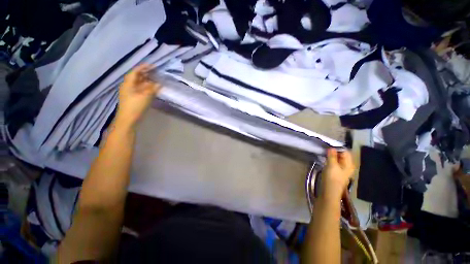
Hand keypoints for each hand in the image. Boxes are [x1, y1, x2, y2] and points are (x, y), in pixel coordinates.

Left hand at [116, 64, 161, 128]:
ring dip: (148, 81)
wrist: (128, 120)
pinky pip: (141, 89)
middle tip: (156, 72)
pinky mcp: (134, 98)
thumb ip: (152, 89)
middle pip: (137, 77)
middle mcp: (129, 86)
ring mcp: (131, 92)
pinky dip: (147, 87)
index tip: (153, 66)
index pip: (135, 72)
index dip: (143, 67)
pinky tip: (153, 88)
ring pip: (140, 83)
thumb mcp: (145, 97)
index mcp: (128, 84)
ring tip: (156, 79)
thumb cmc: (135, 107)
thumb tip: (159, 84)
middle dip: (146, 73)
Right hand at [320, 149, 354, 201]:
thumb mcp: (332, 165)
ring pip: (338, 160)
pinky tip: (325, 160)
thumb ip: (332, 156)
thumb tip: (331, 148)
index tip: (328, 145)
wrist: (329, 192)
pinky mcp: (337, 173)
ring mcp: (342, 170)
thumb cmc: (332, 178)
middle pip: (342, 155)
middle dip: (334, 152)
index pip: (345, 152)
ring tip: (324, 154)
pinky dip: (330, 160)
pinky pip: (335, 163)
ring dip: (331, 156)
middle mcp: (347, 166)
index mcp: (349, 164)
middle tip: (325, 149)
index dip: (337, 148)